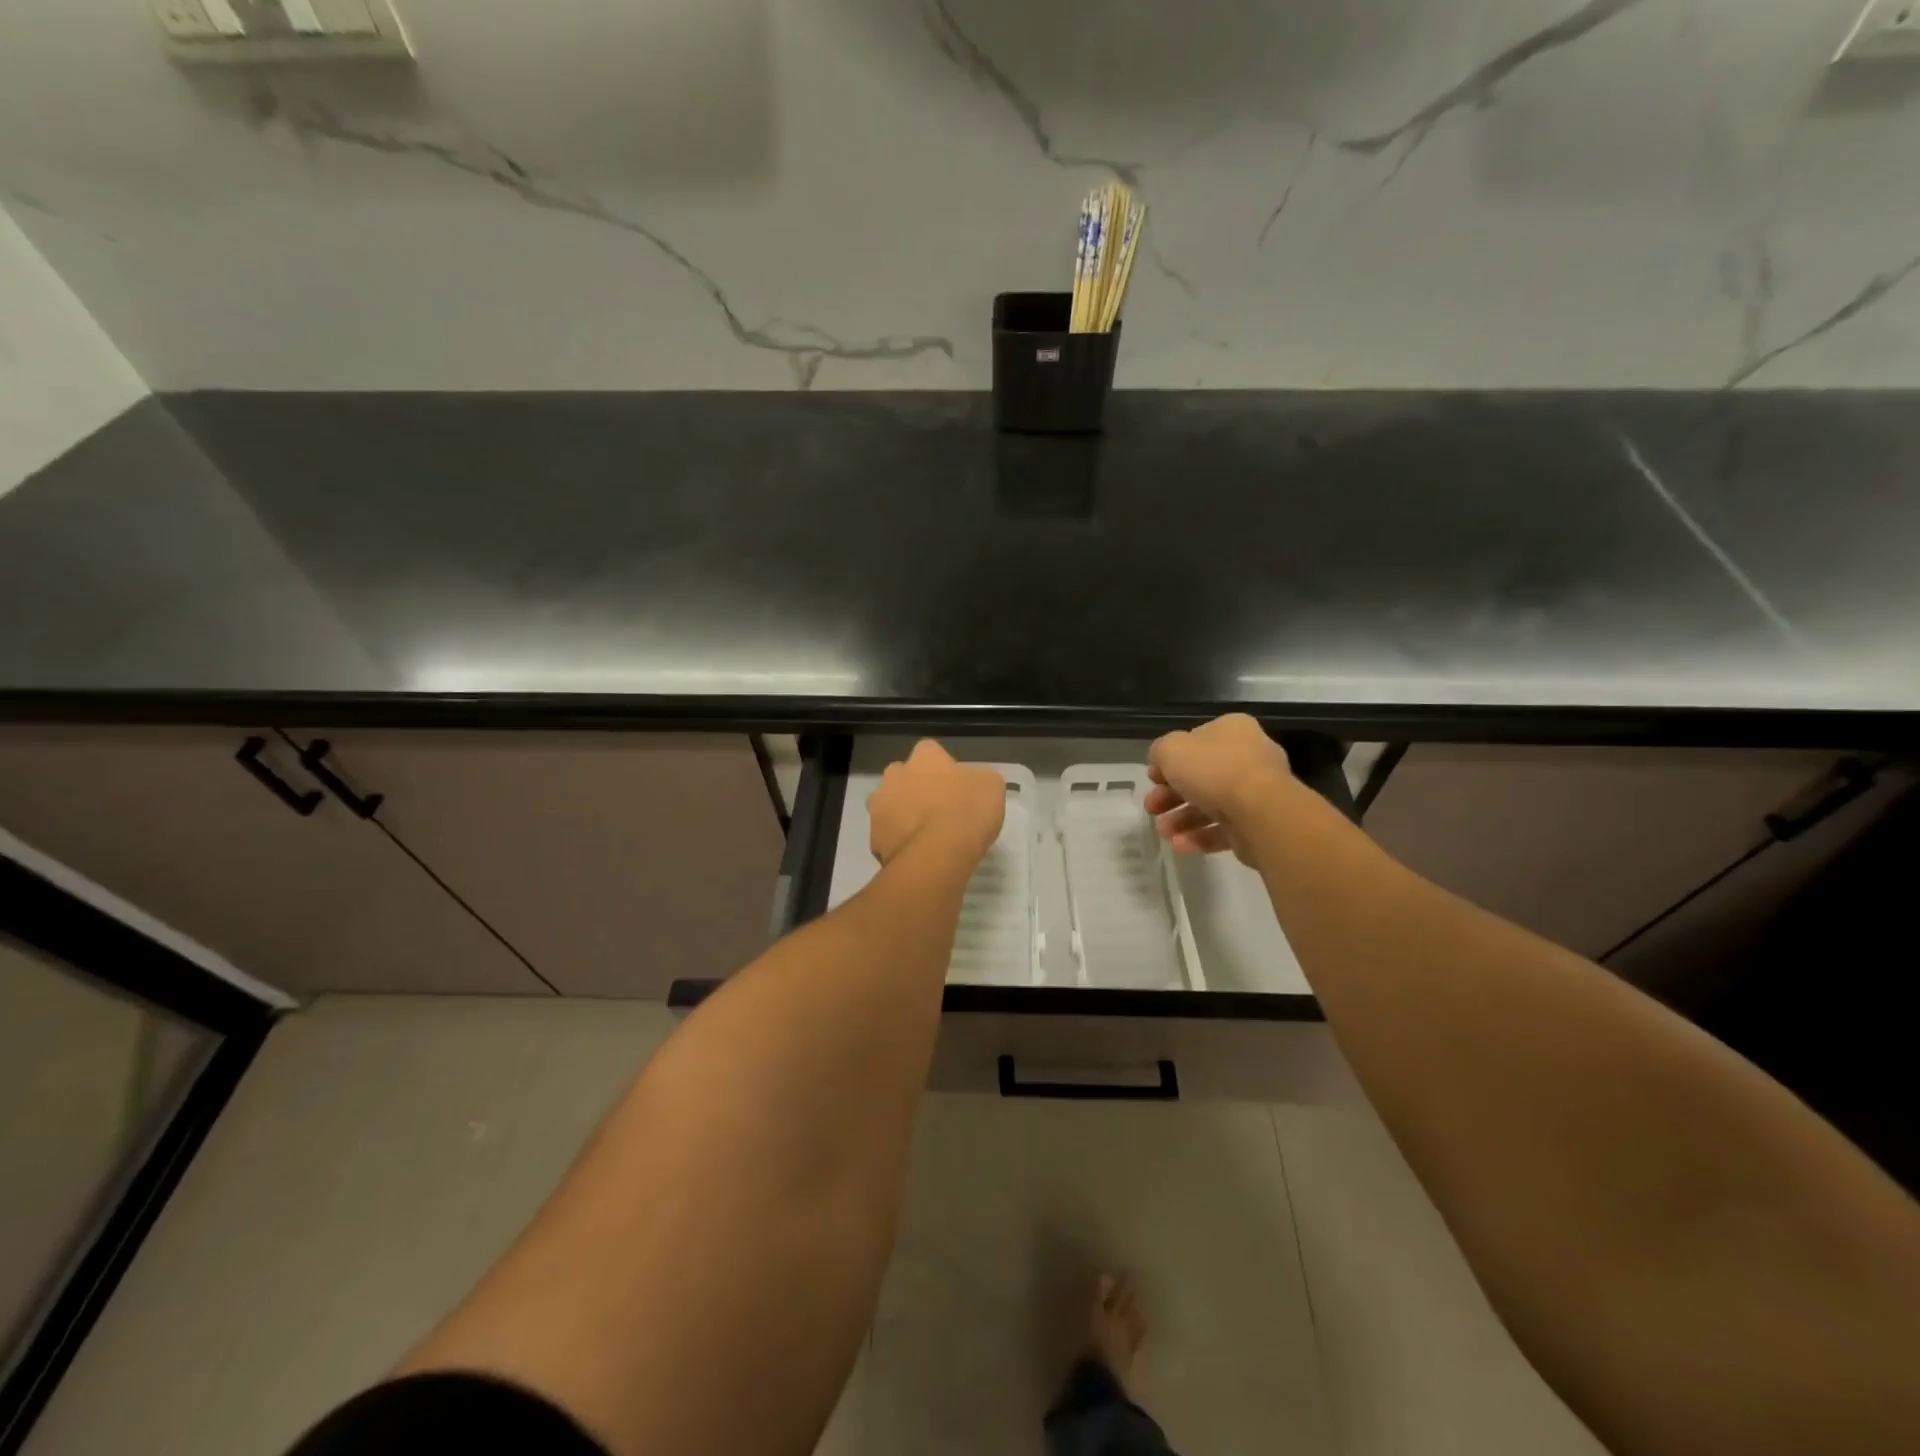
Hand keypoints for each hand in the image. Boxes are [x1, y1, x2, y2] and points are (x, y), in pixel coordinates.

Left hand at [868, 740, 1005, 868]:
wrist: (936, 856)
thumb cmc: (967, 813)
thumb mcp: (991, 787)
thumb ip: (978, 778)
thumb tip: (971, 783)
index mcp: (924, 757)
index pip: (931, 752)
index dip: (944, 768)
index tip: (956, 786)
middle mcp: (895, 775)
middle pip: (904, 776)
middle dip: (917, 789)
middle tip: (939, 810)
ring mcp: (879, 806)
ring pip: (891, 805)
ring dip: (903, 815)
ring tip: (926, 836)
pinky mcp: (874, 837)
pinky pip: (888, 835)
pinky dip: (899, 841)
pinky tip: (918, 854)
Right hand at [1146, 714, 1293, 864]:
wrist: (1260, 811)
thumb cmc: (1214, 770)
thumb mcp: (1170, 750)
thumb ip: (1159, 753)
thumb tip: (1161, 765)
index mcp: (1232, 731)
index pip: (1195, 742)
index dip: (1169, 761)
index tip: (1152, 779)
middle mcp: (1248, 758)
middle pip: (1201, 777)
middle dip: (1170, 795)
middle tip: (1151, 808)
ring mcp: (1256, 792)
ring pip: (1210, 805)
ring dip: (1181, 819)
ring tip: (1163, 832)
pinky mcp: (1258, 824)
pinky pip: (1224, 829)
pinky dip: (1199, 837)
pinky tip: (1178, 845)